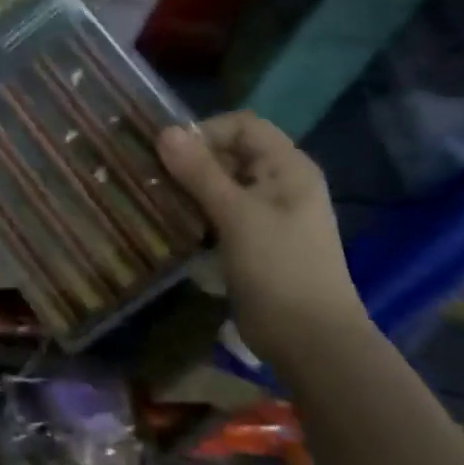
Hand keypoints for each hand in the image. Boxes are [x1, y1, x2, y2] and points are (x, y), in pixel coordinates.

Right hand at [157, 113, 367, 359]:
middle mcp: (280, 183)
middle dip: (191, 160)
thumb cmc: (278, 268)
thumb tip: (164, 131)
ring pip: (222, 184)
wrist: (309, 339)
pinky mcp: (254, 241)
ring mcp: (268, 214)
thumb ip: (200, 172)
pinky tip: (173, 225)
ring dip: (189, 188)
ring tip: (157, 200)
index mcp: (288, 167)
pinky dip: (197, 213)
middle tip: (154, 178)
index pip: (243, 125)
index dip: (206, 132)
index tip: (170, 155)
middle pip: (231, 153)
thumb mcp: (236, 215)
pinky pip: (221, 213)